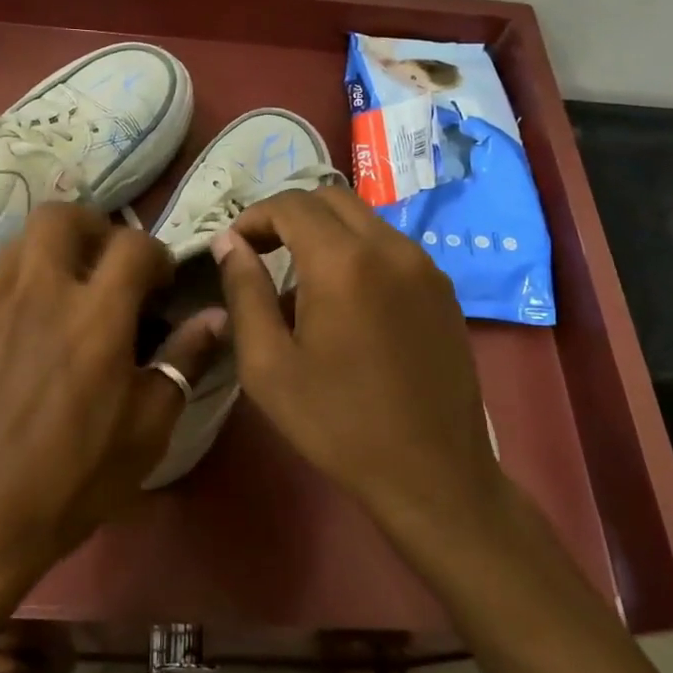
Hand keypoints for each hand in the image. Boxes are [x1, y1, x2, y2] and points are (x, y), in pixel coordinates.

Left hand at [0, 203, 225, 598]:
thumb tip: (216, 318)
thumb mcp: (146, 432)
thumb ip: (183, 363)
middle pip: (62, 217)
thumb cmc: (70, 484)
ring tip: (61, 300)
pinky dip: (13, 304)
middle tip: (105, 267)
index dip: (155, 254)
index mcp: (94, 316)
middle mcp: (37, 294)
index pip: (133, 245)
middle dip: (93, 228)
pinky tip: (15, 351)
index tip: (159, 284)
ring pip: (18, 247)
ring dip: (49, 258)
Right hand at [211, 186, 504, 542]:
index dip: (253, 217)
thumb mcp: (268, 365)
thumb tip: (229, 243)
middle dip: (288, 216)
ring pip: (364, 220)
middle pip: (330, 198)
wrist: (433, 474)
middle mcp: (390, 248)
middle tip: (260, 253)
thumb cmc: (338, 423)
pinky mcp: (443, 289)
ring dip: (324, 232)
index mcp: (344, 262)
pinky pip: (390, 247)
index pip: (291, 205)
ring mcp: (424, 266)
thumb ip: (244, 292)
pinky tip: (344, 301)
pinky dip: (356, 251)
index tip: (232, 248)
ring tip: (298, 281)